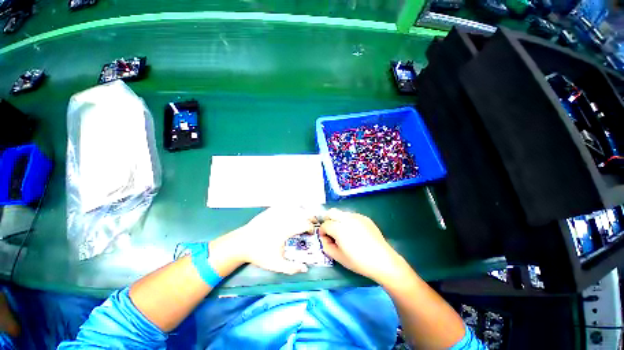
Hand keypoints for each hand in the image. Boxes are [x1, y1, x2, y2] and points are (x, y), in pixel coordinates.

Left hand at [230, 207, 315, 274]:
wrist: (242, 243)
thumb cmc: (260, 253)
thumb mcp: (276, 265)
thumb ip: (291, 268)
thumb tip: (305, 269)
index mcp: (286, 230)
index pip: (305, 224)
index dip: (311, 228)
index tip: (311, 233)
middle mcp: (284, 218)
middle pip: (302, 212)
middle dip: (310, 217)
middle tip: (312, 222)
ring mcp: (277, 212)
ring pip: (295, 206)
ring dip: (303, 210)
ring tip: (305, 215)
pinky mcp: (271, 209)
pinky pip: (285, 204)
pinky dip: (292, 205)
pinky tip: (293, 209)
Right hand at [319, 209, 404, 282]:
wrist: (382, 260)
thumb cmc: (359, 261)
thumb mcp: (338, 257)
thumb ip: (326, 246)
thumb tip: (324, 238)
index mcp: (339, 228)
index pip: (325, 224)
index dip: (322, 231)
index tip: (325, 238)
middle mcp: (347, 218)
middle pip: (331, 212)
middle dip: (327, 220)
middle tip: (330, 230)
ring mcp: (357, 216)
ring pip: (341, 213)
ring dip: (338, 220)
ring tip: (343, 232)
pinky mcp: (365, 218)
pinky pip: (352, 216)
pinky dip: (348, 221)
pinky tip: (354, 232)